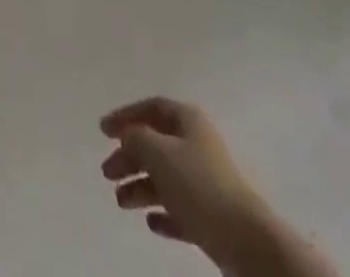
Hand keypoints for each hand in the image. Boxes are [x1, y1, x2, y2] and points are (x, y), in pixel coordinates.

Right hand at [100, 97, 259, 259]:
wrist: (246, 241)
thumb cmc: (199, 185)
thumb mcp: (158, 153)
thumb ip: (136, 138)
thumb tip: (127, 136)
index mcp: (189, 121)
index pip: (152, 108)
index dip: (126, 115)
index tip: (103, 130)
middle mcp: (197, 145)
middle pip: (156, 144)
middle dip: (129, 157)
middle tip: (107, 172)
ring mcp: (207, 182)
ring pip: (166, 178)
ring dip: (141, 187)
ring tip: (120, 201)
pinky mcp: (213, 217)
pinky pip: (181, 209)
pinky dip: (163, 213)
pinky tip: (151, 222)